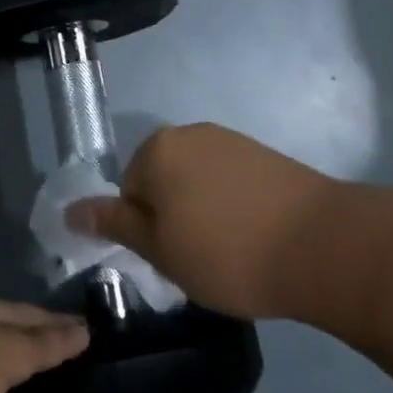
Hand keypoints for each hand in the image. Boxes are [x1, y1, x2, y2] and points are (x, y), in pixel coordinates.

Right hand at [67, 123, 335, 318]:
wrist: (322, 245)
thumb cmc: (227, 252)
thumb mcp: (160, 249)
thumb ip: (114, 224)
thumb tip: (70, 211)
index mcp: (156, 149)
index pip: (128, 192)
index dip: (146, 232)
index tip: (173, 260)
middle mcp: (189, 132)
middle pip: (162, 181)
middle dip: (173, 218)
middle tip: (199, 259)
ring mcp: (230, 140)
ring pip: (197, 182)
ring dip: (203, 212)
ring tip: (231, 250)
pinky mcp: (265, 154)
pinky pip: (230, 181)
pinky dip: (233, 206)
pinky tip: (255, 234)